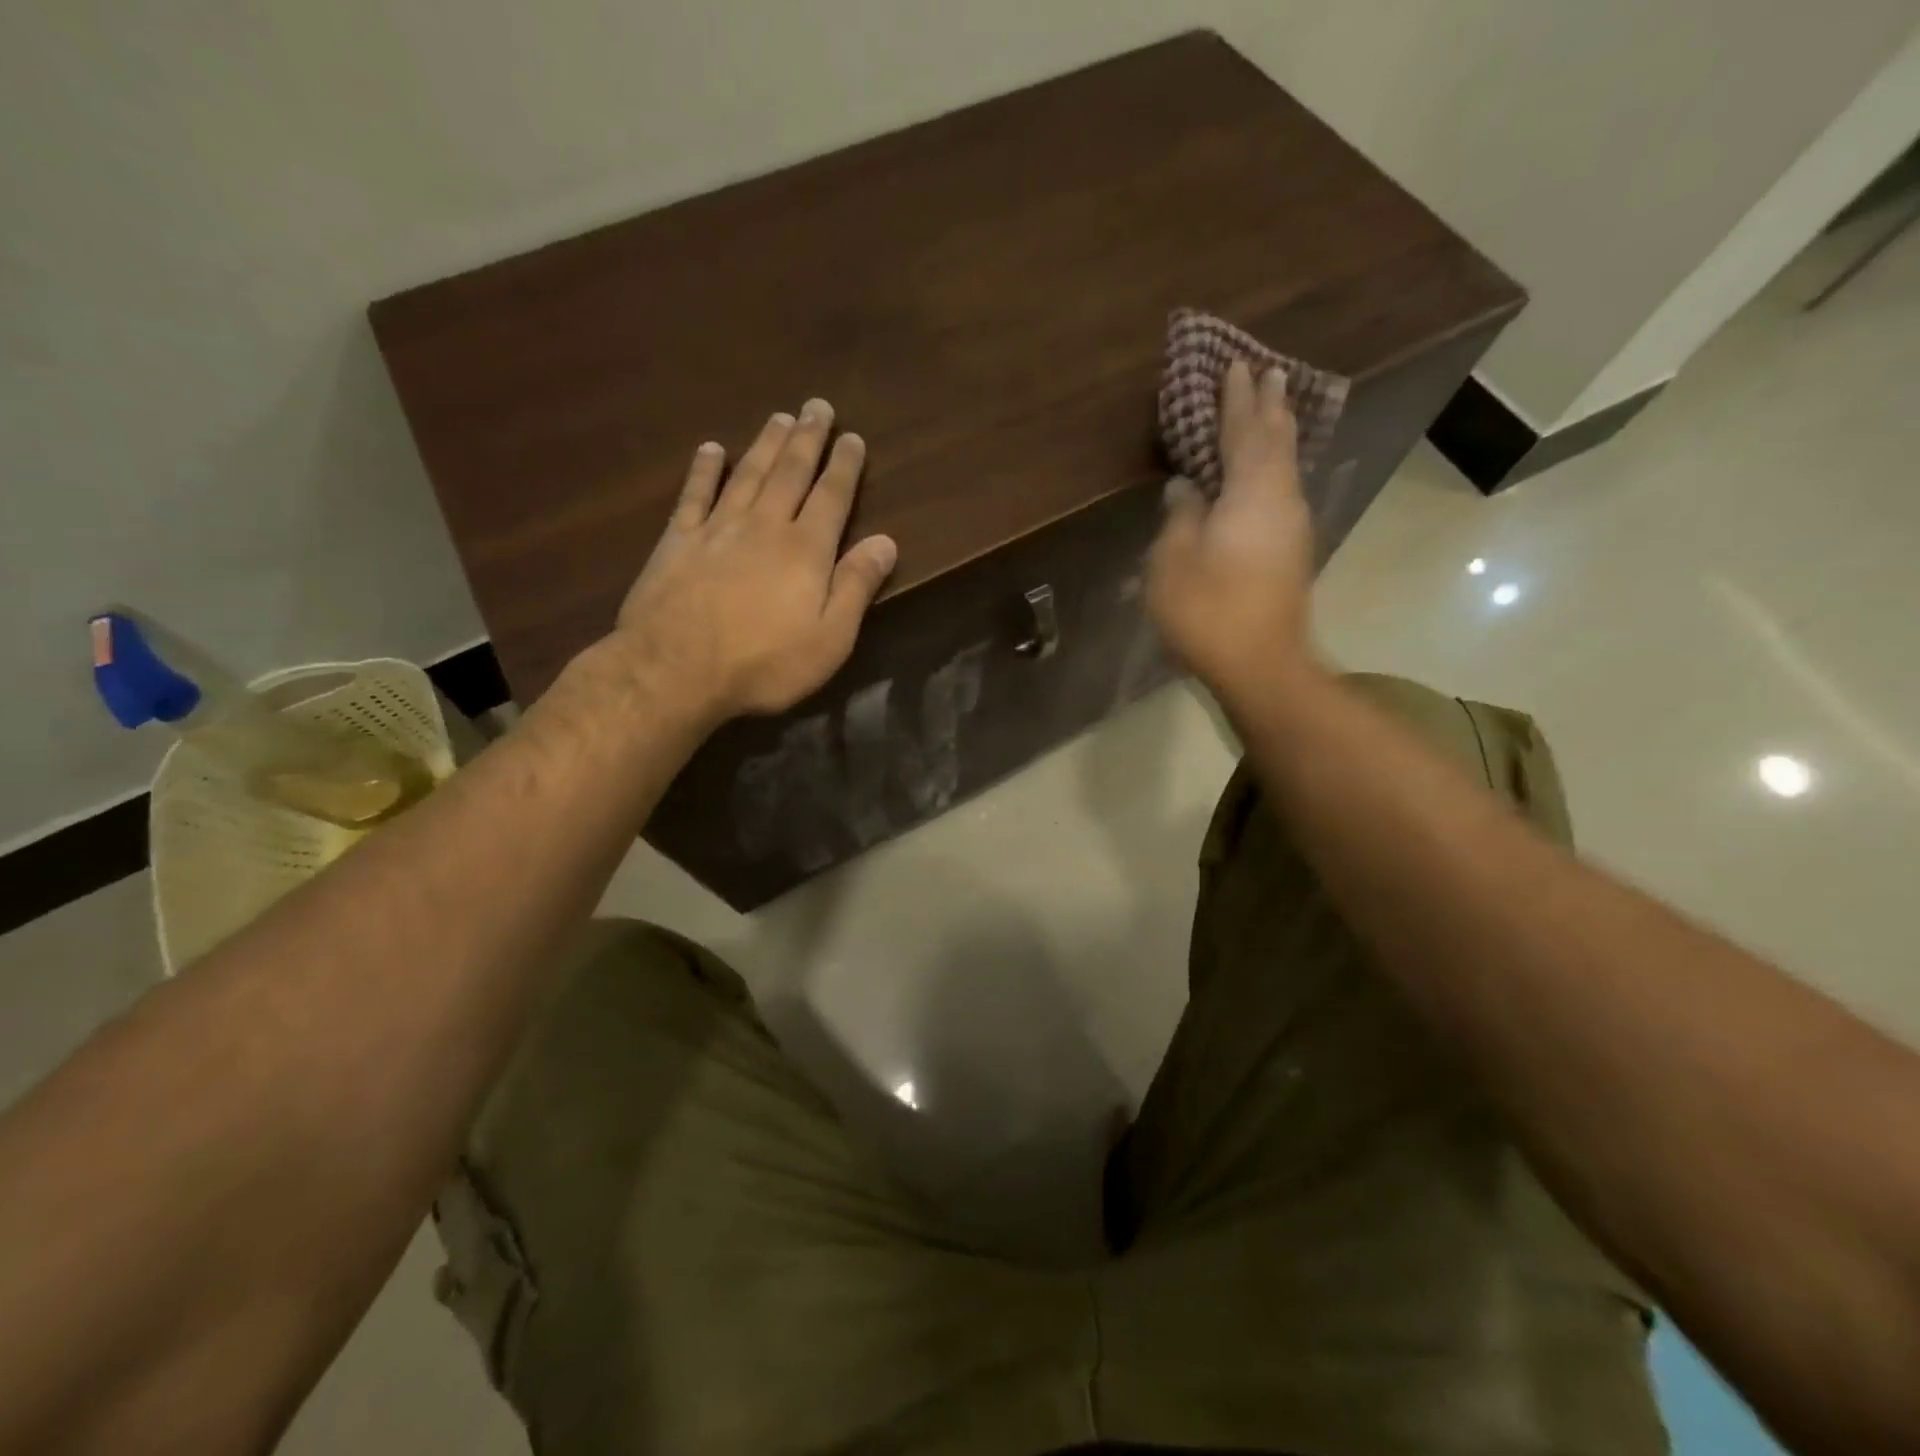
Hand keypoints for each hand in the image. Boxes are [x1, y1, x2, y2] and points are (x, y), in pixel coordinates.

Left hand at [608, 398, 896, 727]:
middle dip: (807, 439)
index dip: (844, 466)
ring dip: (765, 444)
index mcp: (805, 550)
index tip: (853, 438)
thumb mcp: (830, 638)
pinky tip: (712, 449)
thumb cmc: (764, 662)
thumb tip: (886, 541)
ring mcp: (717, 529)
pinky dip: (704, 469)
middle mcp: (764, 526)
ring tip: (779, 417)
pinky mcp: (677, 541)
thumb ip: (857, 586)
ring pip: (748, 475)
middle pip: (790, 473)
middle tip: (817, 406)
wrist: (675, 670)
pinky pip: (694, 495)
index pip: (831, 497)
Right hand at [1147, 360, 1318, 703]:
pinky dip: (1271, 470)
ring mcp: (1292, 528)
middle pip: (1277, 442)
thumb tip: (1187, 487)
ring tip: (1268, 413)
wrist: (1260, 665)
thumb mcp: (1174, 560)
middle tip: (1268, 373)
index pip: (1244, 431)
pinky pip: (1281, 492)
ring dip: (1275, 436)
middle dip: (1269, 406)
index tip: (1236, 365)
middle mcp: (1282, 500)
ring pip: (1284, 467)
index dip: (1236, 399)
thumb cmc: (1208, 609)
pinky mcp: (1291, 553)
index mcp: (1252, 492)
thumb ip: (1180, 516)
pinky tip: (1263, 474)